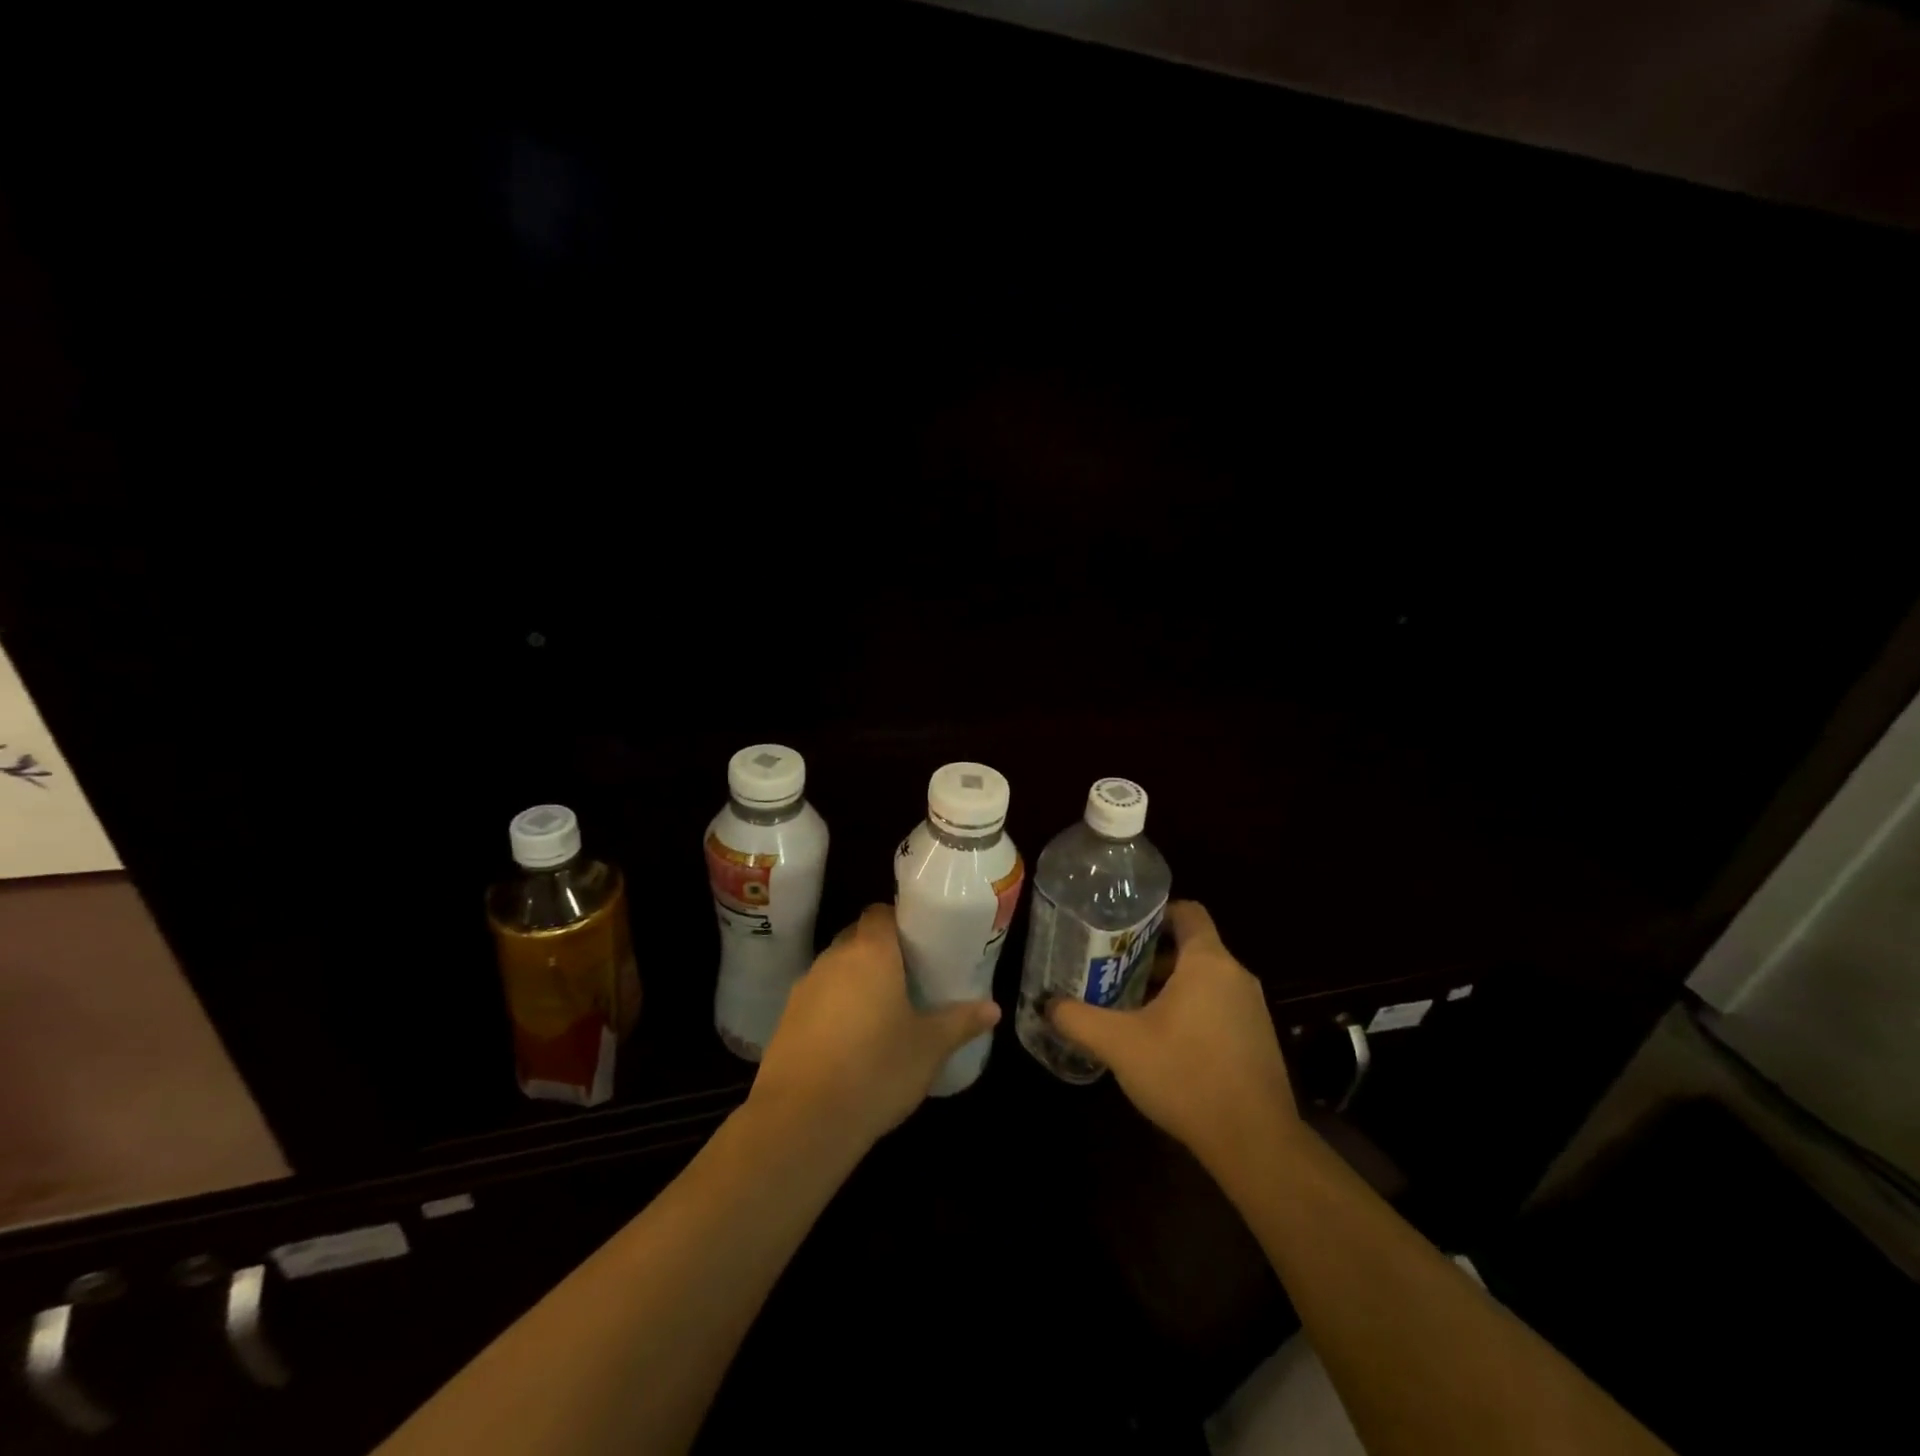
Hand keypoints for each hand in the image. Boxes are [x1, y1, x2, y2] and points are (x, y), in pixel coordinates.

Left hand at [750, 904, 1000, 1150]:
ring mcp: (804, 987)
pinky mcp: (786, 1019)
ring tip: (883, 1010)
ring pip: (836, 968)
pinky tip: (851, 1040)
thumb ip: (960, 1022)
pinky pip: (818, 998)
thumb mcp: (929, 1047)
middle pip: (857, 937)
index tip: (920, 941)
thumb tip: (993, 1008)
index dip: (899, 920)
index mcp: (871, 952)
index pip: (880, 912)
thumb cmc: (876, 1069)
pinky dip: (834, 1008)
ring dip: (856, 980)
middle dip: (880, 951)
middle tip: (909, 976)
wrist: (801, 1120)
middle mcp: (834, 959)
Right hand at [1048, 901, 1299, 1176]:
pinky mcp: (1258, 1040)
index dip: (1155, 912)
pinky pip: (1219, 1007)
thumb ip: (1078, 1019)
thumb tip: (1048, 1004)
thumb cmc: (1186, 1075)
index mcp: (1208, 962)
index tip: (1123, 927)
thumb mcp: (1119, 1044)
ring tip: (1130, 1006)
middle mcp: (1236, 976)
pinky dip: (1191, 1011)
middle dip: (1152, 955)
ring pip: (1205, 980)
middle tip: (1113, 968)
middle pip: (1192, 947)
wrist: (1254, 1142)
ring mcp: (1252, 1010)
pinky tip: (1163, 1042)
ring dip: (1170, 986)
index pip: (1188, 912)